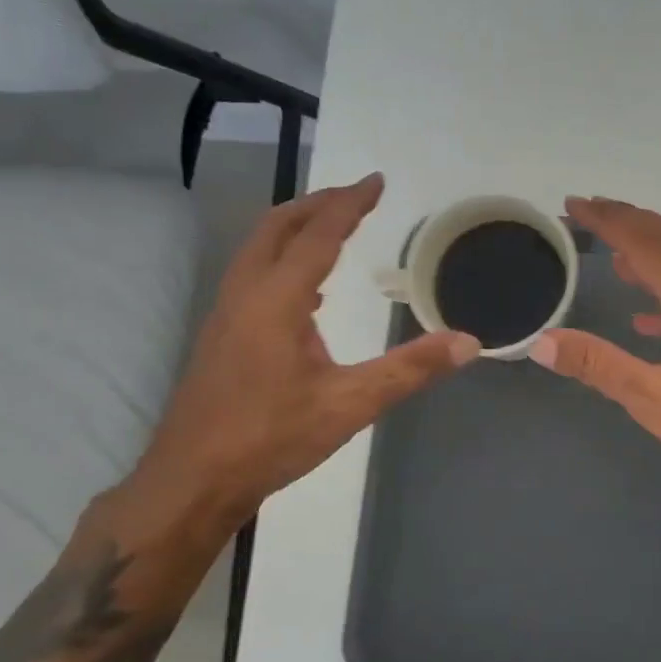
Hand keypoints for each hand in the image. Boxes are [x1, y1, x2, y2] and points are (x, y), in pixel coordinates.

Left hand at [123, 174, 479, 542]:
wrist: (192, 480)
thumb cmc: (271, 438)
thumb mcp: (350, 404)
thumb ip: (410, 369)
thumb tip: (468, 342)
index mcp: (276, 299)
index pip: (318, 234)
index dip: (349, 204)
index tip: (376, 181)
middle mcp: (246, 293)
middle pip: (277, 226)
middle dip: (317, 203)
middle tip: (356, 197)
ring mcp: (227, 313)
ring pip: (259, 248)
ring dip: (296, 228)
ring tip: (334, 229)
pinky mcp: (222, 335)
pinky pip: (254, 274)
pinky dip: (284, 259)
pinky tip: (307, 292)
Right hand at [531, 198, 660, 508]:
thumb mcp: (654, 402)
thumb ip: (599, 366)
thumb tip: (542, 342)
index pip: (645, 243)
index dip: (607, 220)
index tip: (573, 204)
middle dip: (627, 220)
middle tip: (587, 212)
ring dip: (650, 247)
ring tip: (613, 251)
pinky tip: (646, 314)